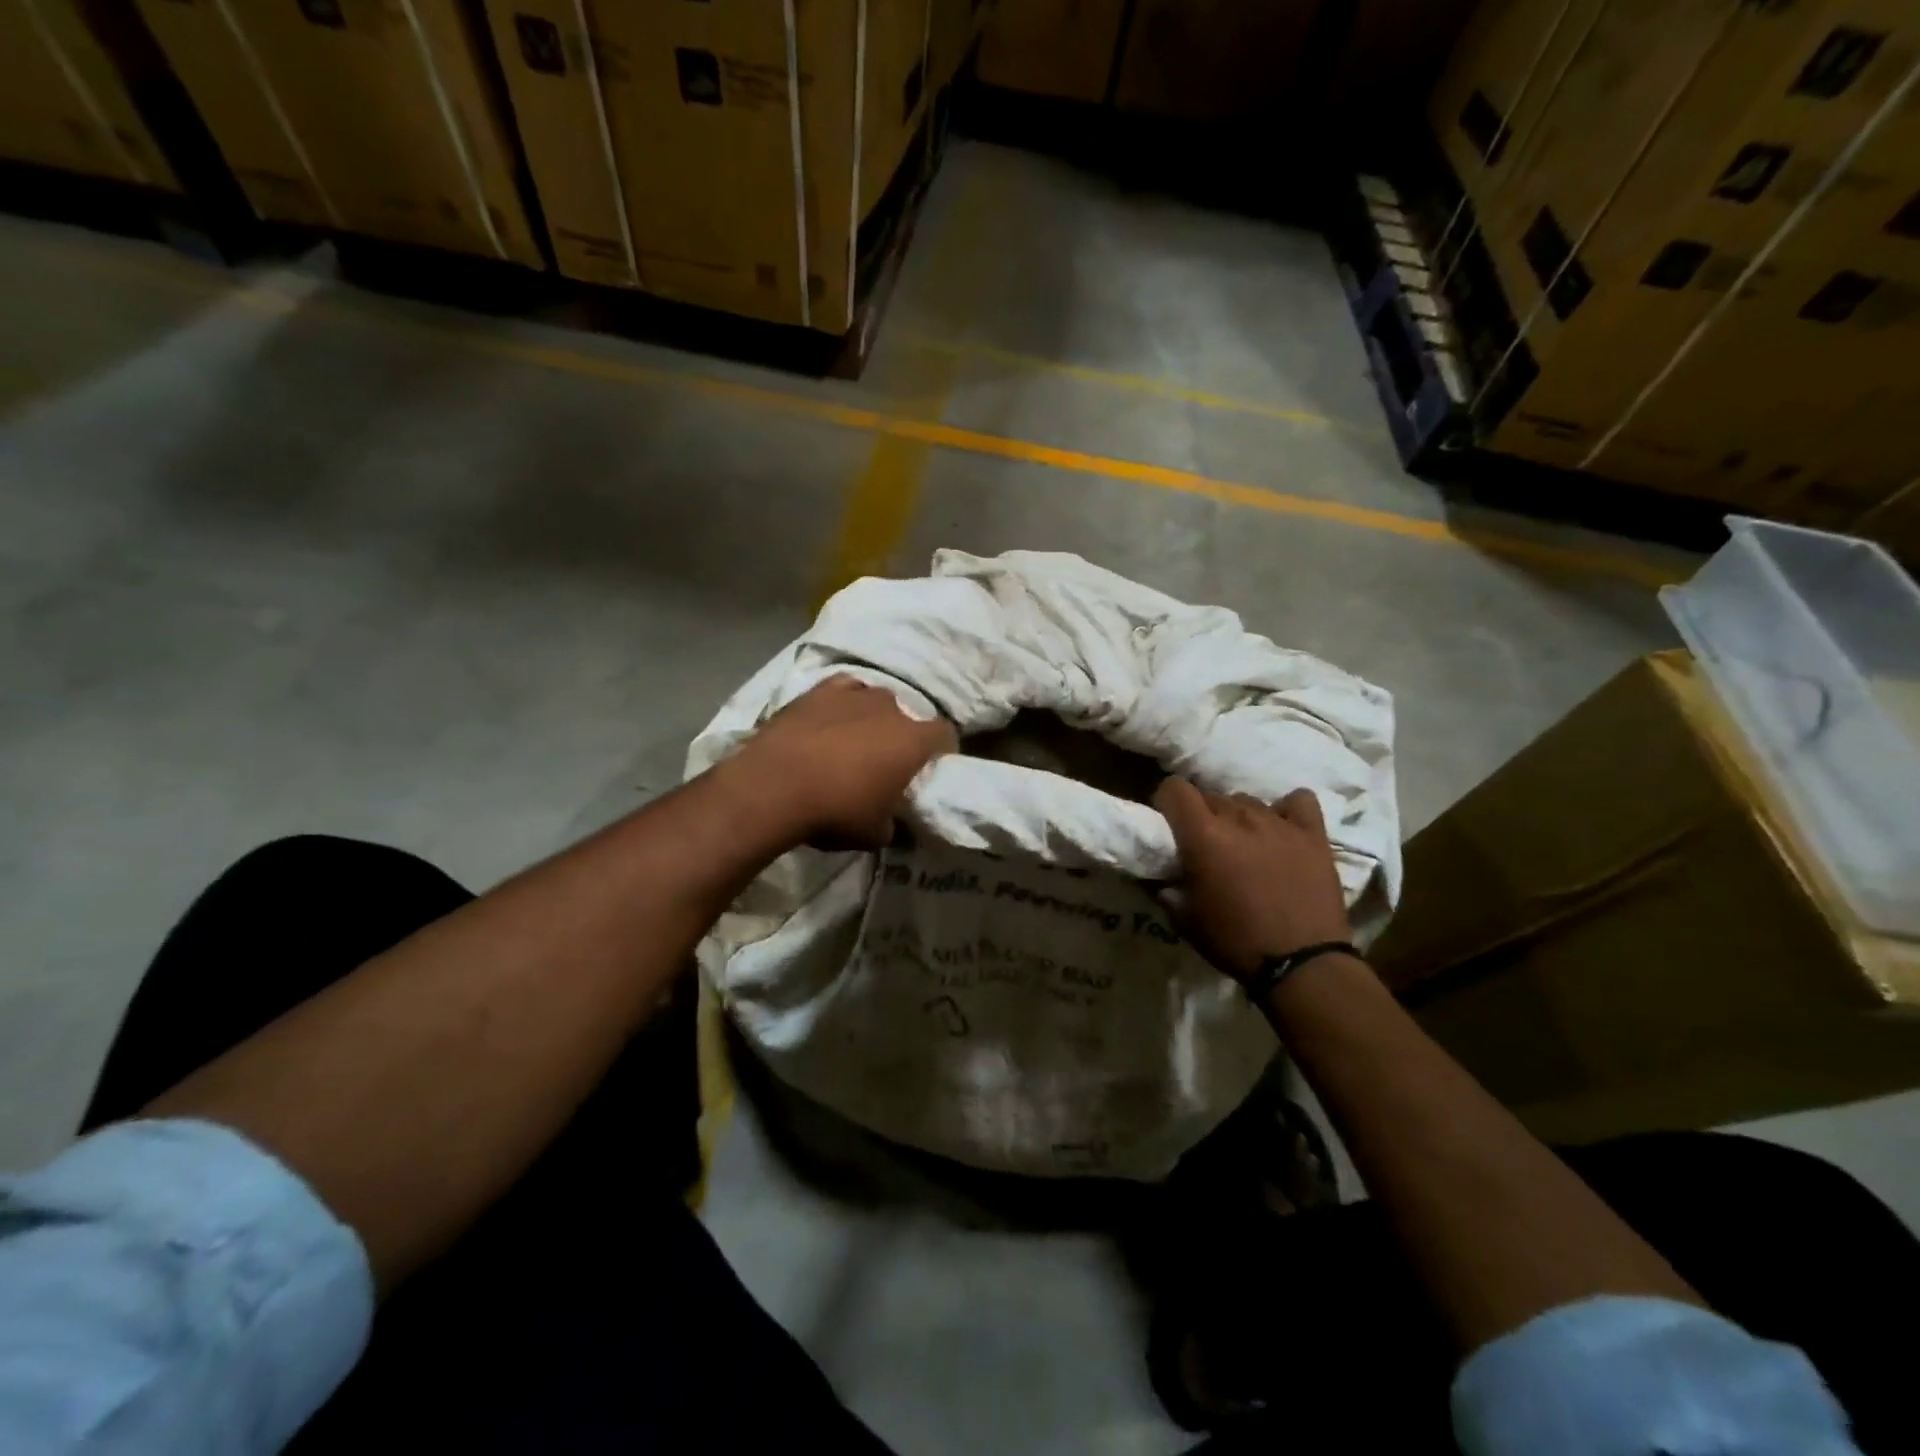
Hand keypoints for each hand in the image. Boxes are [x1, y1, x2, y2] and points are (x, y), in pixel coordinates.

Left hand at [727, 675, 956, 847]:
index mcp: (912, 741)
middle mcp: (890, 708)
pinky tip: (833, 717)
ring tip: (854, 740)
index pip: (945, 735)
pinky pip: (844, 689)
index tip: (931, 766)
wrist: (774, 786)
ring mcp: (854, 693)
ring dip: (872, 717)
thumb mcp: (875, 834)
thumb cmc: (835, 811)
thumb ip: (893, 823)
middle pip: (908, 717)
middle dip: (901, 736)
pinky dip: (844, 702)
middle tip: (885, 761)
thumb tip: (892, 821)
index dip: (942, 750)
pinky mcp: (819, 690)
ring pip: (876, 699)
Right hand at [1153, 777, 1352, 982]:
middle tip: (1206, 845)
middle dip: (1202, 814)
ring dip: (1239, 816)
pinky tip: (1282, 829)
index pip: (1175, 788)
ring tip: (1244, 844)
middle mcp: (1239, 818)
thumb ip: (1167, 890)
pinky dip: (1286, 810)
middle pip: (1212, 796)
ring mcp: (1279, 823)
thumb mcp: (1186, 921)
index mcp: (1203, 836)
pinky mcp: (1313, 834)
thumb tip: (1158, 878)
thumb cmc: (1236, 943)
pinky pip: (1298, 801)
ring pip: (1248, 800)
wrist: (1303, 965)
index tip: (1169, 822)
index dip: (1167, 801)